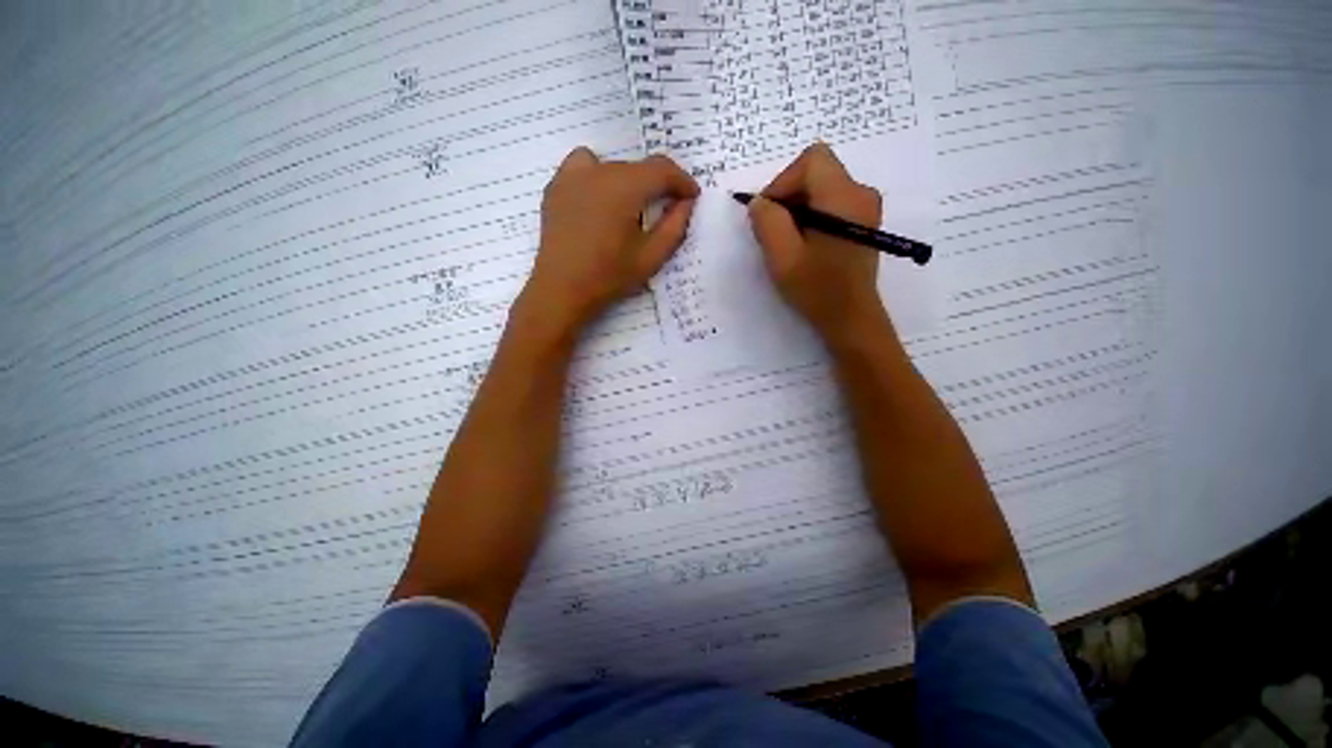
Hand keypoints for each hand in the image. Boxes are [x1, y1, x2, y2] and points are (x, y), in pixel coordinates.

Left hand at [522, 148, 698, 329]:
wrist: (562, 289)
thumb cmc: (609, 276)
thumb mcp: (651, 257)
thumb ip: (675, 226)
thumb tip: (686, 202)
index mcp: (625, 187)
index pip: (662, 169)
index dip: (682, 181)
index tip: (692, 196)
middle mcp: (599, 171)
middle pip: (637, 168)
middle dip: (657, 185)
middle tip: (665, 210)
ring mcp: (572, 175)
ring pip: (612, 166)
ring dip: (628, 181)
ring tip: (630, 207)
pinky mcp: (556, 186)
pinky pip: (583, 167)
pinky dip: (598, 176)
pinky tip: (599, 201)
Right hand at [746, 142, 885, 337]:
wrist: (850, 318)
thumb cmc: (816, 290)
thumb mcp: (782, 257)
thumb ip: (767, 222)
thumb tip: (759, 202)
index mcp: (844, 197)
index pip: (810, 161)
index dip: (782, 182)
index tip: (768, 215)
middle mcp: (862, 193)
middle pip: (817, 171)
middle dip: (788, 196)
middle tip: (774, 231)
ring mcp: (866, 207)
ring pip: (822, 187)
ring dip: (797, 208)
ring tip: (787, 242)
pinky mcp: (863, 221)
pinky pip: (830, 203)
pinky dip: (811, 216)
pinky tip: (804, 244)